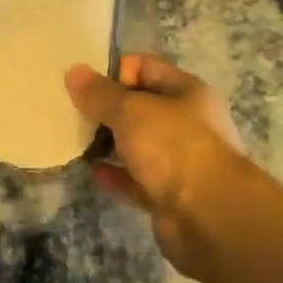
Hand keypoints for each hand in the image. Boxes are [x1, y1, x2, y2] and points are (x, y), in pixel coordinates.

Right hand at [66, 53, 250, 276]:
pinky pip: (136, 179)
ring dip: (109, 143)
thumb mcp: (130, 110)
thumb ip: (100, 93)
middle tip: (73, 112)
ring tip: (75, 140)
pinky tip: (91, 172)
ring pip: (137, 144)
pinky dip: (115, 175)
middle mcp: (187, 123)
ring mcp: (180, 161)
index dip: (114, 71)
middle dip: (107, 109)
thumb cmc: (173, 147)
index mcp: (186, 92)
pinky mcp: (169, 194)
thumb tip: (74, 72)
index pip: (145, 67)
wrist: (209, 216)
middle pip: (140, 107)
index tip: (84, 84)